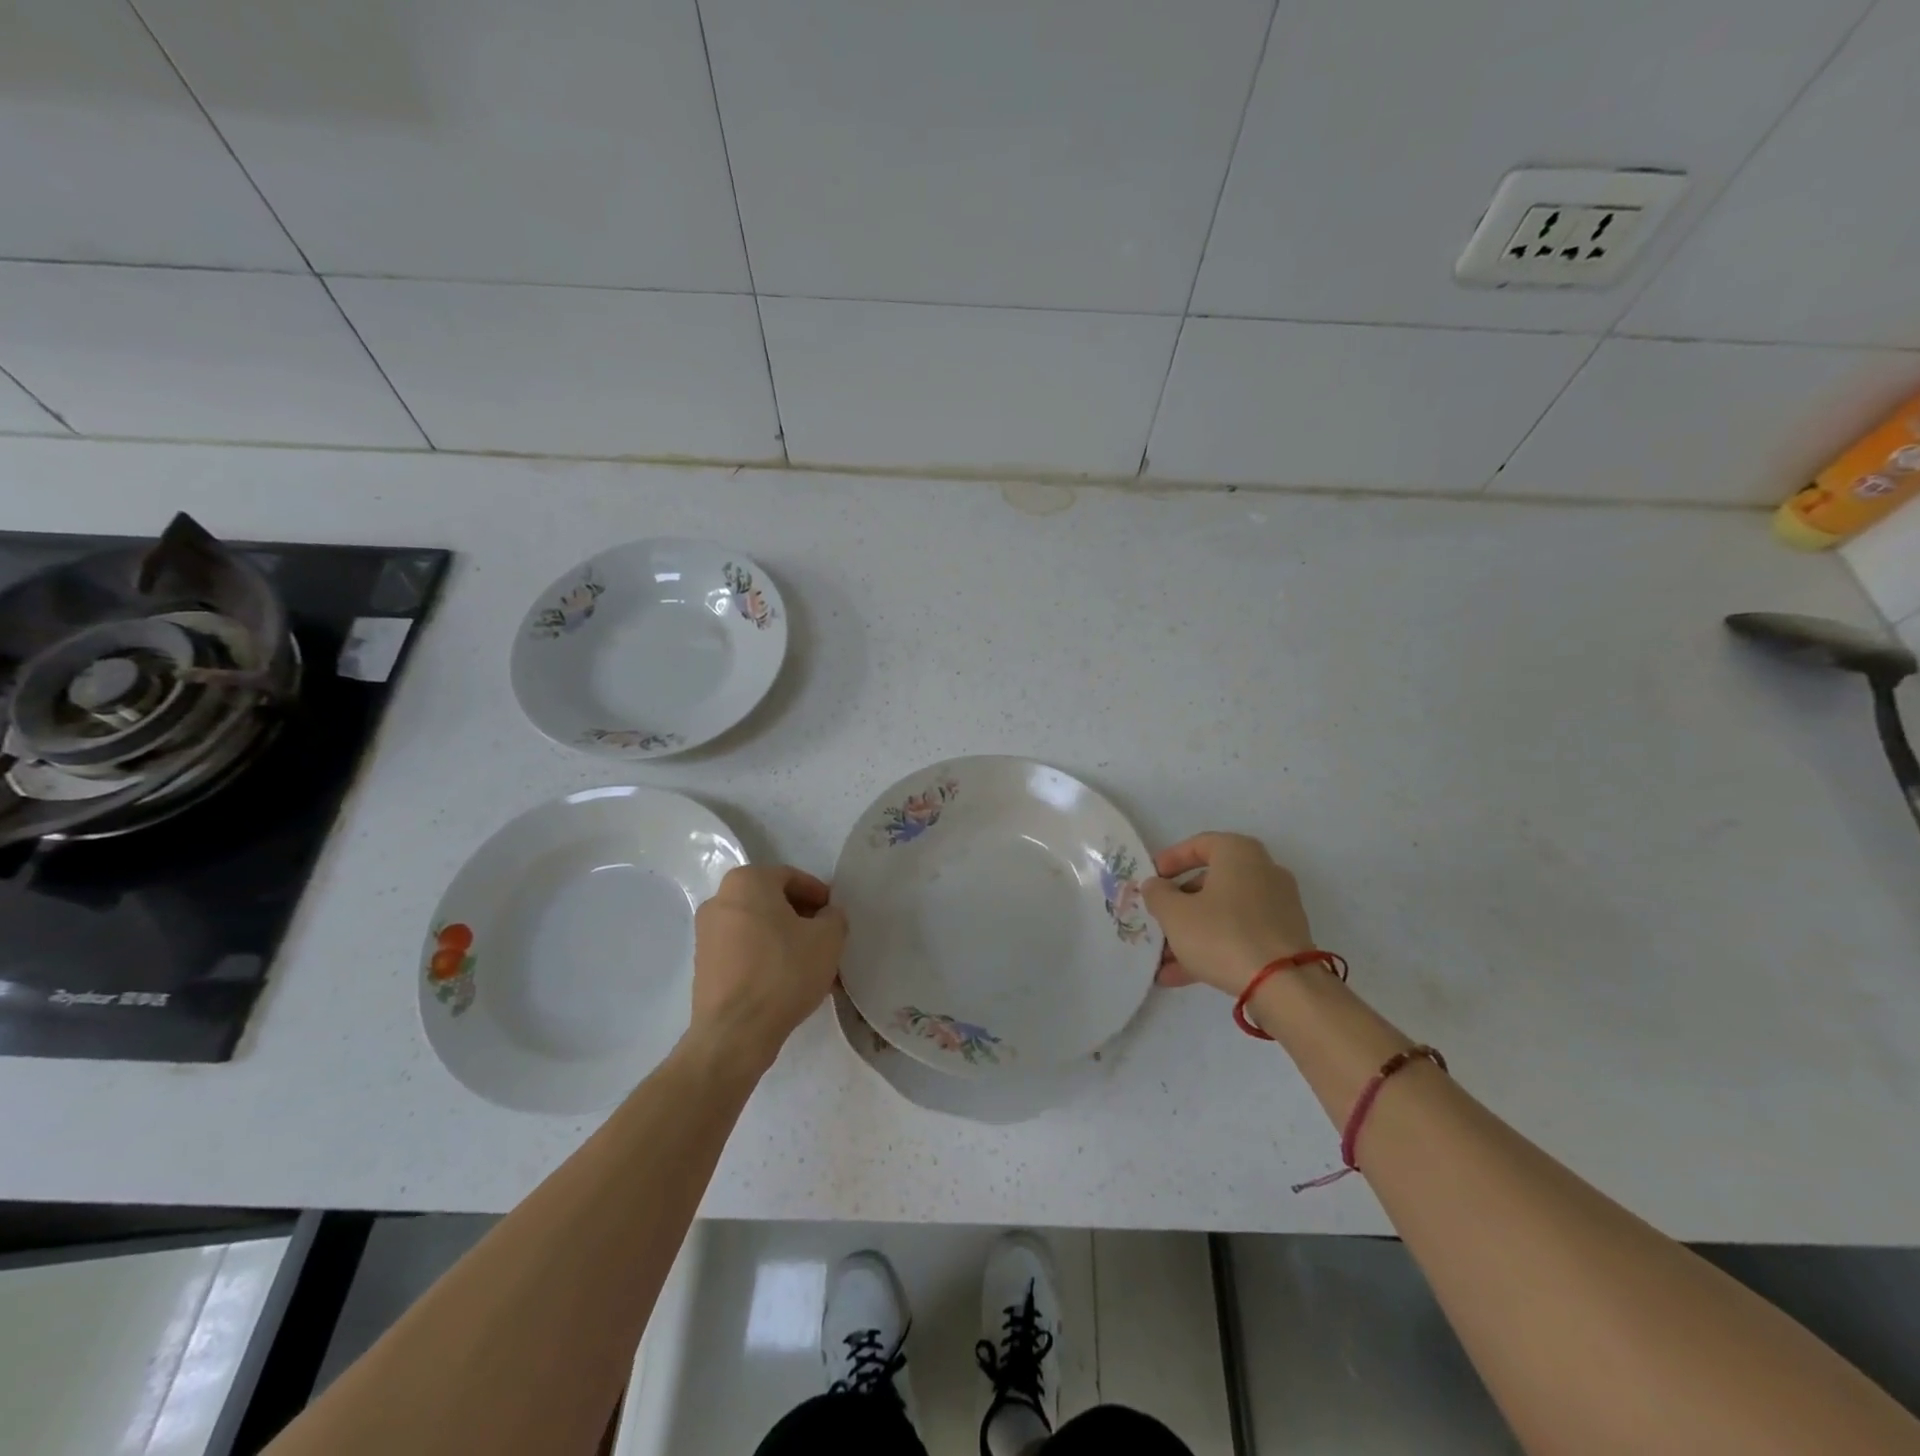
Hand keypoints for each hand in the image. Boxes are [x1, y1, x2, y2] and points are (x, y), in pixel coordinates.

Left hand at [689, 865, 847, 1074]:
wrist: (735, 1032)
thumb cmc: (784, 971)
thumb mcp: (828, 938)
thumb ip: (834, 917)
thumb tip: (826, 916)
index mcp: (746, 882)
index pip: (791, 877)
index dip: (819, 895)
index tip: (835, 916)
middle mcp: (719, 900)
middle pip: (772, 902)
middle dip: (801, 918)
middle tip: (825, 939)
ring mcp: (706, 934)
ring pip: (758, 928)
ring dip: (785, 940)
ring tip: (811, 965)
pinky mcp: (703, 965)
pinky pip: (744, 951)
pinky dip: (766, 957)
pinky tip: (787, 981)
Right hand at [1141, 832, 1314, 996]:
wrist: (1284, 985)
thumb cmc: (1222, 934)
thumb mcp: (1174, 913)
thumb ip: (1157, 894)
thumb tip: (1155, 885)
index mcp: (1239, 853)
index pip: (1198, 844)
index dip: (1170, 860)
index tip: (1151, 879)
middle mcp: (1263, 872)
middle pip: (1210, 882)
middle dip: (1179, 904)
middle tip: (1157, 919)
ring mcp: (1277, 906)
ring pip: (1223, 912)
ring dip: (1192, 932)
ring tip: (1163, 959)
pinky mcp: (1283, 938)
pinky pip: (1239, 934)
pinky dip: (1213, 947)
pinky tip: (1182, 975)